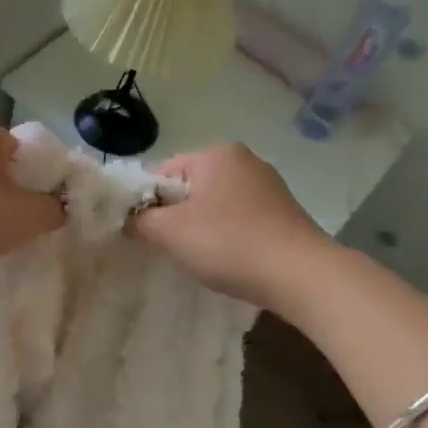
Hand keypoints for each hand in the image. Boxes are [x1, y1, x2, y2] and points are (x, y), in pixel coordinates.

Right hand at [128, 144, 330, 304]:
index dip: (146, 202)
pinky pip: (238, 216)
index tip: (145, 232)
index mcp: (215, 153)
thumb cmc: (228, 243)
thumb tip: (128, 216)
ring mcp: (267, 184)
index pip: (161, 172)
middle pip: (189, 186)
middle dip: (174, 214)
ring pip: (214, 203)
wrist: (299, 273)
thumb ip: (140, 219)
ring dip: (200, 226)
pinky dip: (226, 233)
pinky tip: (228, 256)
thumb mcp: (170, 232)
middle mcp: (243, 159)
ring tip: (200, 255)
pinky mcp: (282, 209)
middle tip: (170, 246)